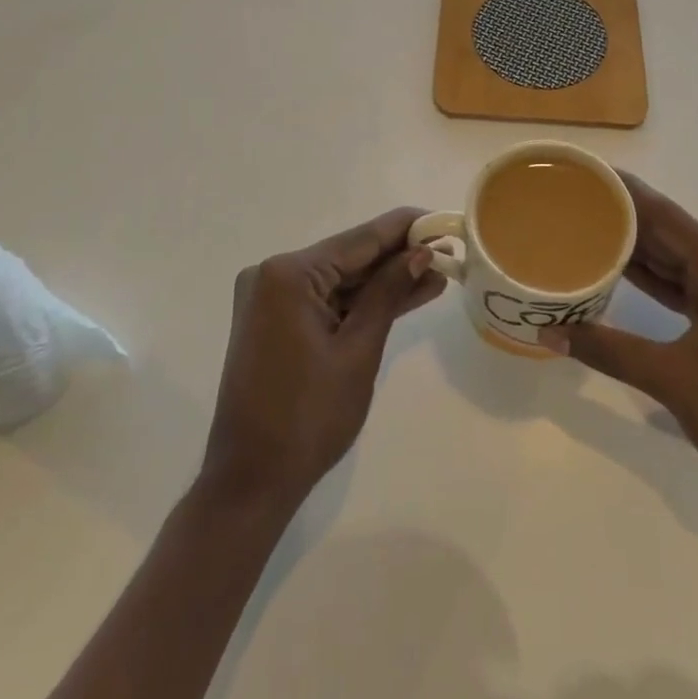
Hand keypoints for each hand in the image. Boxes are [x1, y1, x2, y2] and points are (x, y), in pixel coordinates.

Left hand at [201, 207, 445, 508]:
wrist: (251, 480)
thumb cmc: (308, 418)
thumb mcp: (358, 351)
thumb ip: (388, 293)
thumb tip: (420, 253)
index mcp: (289, 275)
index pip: (359, 239)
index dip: (404, 228)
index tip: (441, 219)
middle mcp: (273, 274)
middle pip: (349, 257)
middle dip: (398, 257)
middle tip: (447, 250)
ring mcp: (270, 298)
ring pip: (340, 280)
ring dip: (383, 282)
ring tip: (435, 276)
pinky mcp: (274, 320)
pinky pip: (326, 300)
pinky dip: (360, 303)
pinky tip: (403, 296)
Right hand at [539, 174, 697, 496]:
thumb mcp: (671, 379)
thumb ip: (608, 350)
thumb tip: (548, 334)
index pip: (667, 216)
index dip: (627, 192)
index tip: (588, 172)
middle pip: (670, 232)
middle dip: (623, 215)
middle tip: (576, 199)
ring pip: (675, 258)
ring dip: (635, 245)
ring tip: (586, 225)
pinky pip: (682, 282)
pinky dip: (651, 276)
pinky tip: (616, 268)